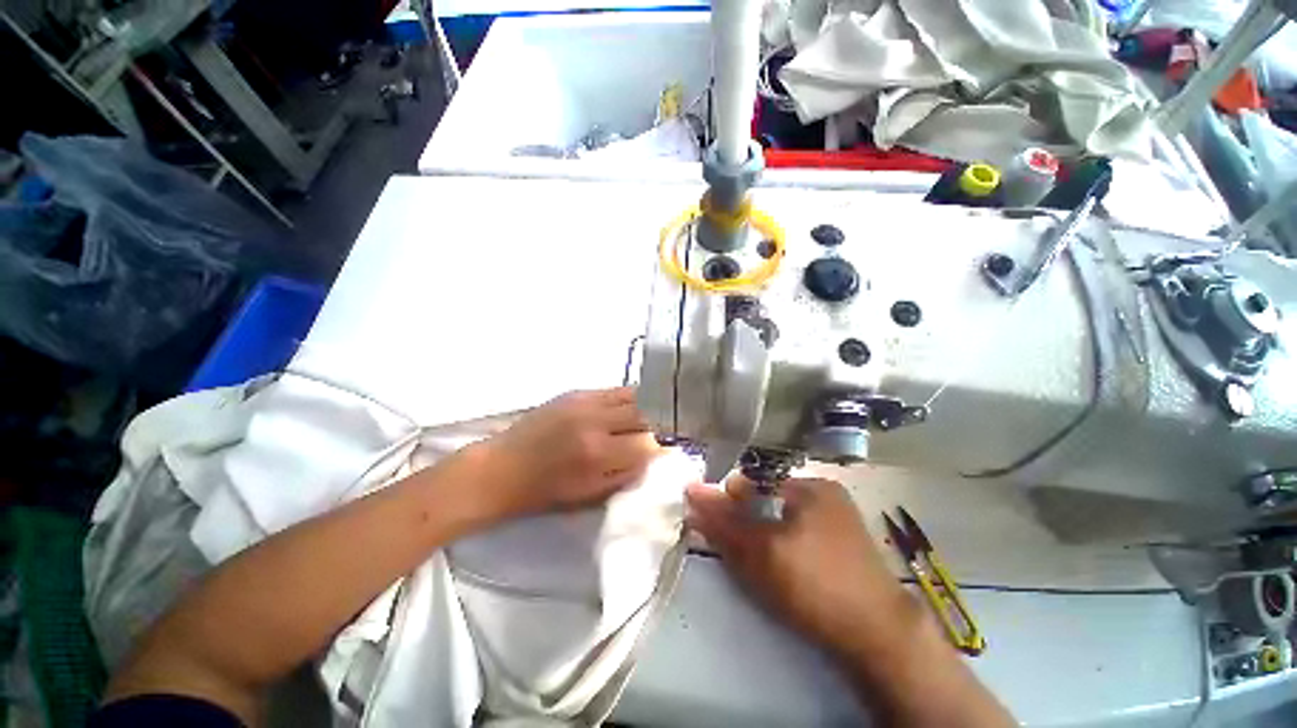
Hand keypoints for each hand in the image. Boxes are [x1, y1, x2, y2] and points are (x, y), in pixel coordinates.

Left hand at [473, 387, 659, 519]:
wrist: (503, 467)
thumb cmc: (546, 491)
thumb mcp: (590, 494)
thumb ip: (627, 473)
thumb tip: (655, 455)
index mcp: (598, 453)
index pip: (647, 443)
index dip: (660, 449)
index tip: (664, 452)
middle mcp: (595, 420)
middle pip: (645, 413)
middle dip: (658, 424)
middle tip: (660, 433)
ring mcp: (586, 401)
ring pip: (633, 395)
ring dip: (646, 407)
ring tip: (647, 418)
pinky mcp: (577, 392)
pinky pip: (614, 390)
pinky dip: (627, 399)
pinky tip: (626, 409)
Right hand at [686, 477, 911, 654]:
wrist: (880, 639)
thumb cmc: (815, 584)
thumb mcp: (761, 552)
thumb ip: (724, 521)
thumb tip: (691, 492)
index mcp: (812, 486)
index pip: (756, 481)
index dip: (731, 499)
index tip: (715, 521)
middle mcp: (826, 495)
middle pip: (769, 498)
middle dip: (746, 519)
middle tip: (736, 547)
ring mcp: (839, 521)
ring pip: (783, 518)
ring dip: (761, 533)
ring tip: (756, 561)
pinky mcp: (844, 546)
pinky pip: (799, 534)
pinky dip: (782, 545)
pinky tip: (781, 569)